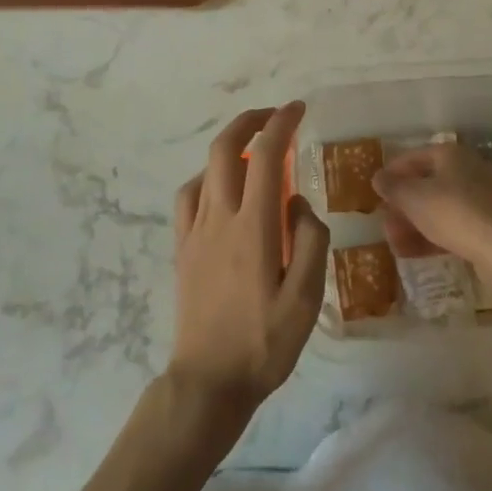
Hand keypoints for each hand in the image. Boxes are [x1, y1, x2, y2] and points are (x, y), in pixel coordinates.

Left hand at [168, 103, 328, 422]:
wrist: (208, 381)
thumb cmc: (264, 343)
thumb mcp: (306, 299)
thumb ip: (309, 241)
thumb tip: (298, 201)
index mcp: (253, 226)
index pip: (266, 155)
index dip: (281, 123)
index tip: (297, 109)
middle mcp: (219, 217)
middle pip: (226, 148)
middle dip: (250, 121)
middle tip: (275, 116)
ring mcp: (195, 230)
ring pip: (206, 168)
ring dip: (229, 145)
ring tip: (253, 150)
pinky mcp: (182, 247)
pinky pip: (188, 196)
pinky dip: (206, 178)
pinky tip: (220, 190)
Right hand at [372, 142, 491, 280]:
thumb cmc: (455, 213)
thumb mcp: (414, 198)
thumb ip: (393, 187)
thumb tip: (378, 177)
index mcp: (450, 154)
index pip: (413, 157)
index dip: (391, 172)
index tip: (375, 190)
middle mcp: (467, 171)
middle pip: (425, 184)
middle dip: (401, 206)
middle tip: (383, 224)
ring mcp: (480, 200)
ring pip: (437, 208)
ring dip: (413, 225)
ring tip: (393, 244)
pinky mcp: (487, 226)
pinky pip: (451, 227)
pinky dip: (431, 237)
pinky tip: (411, 253)